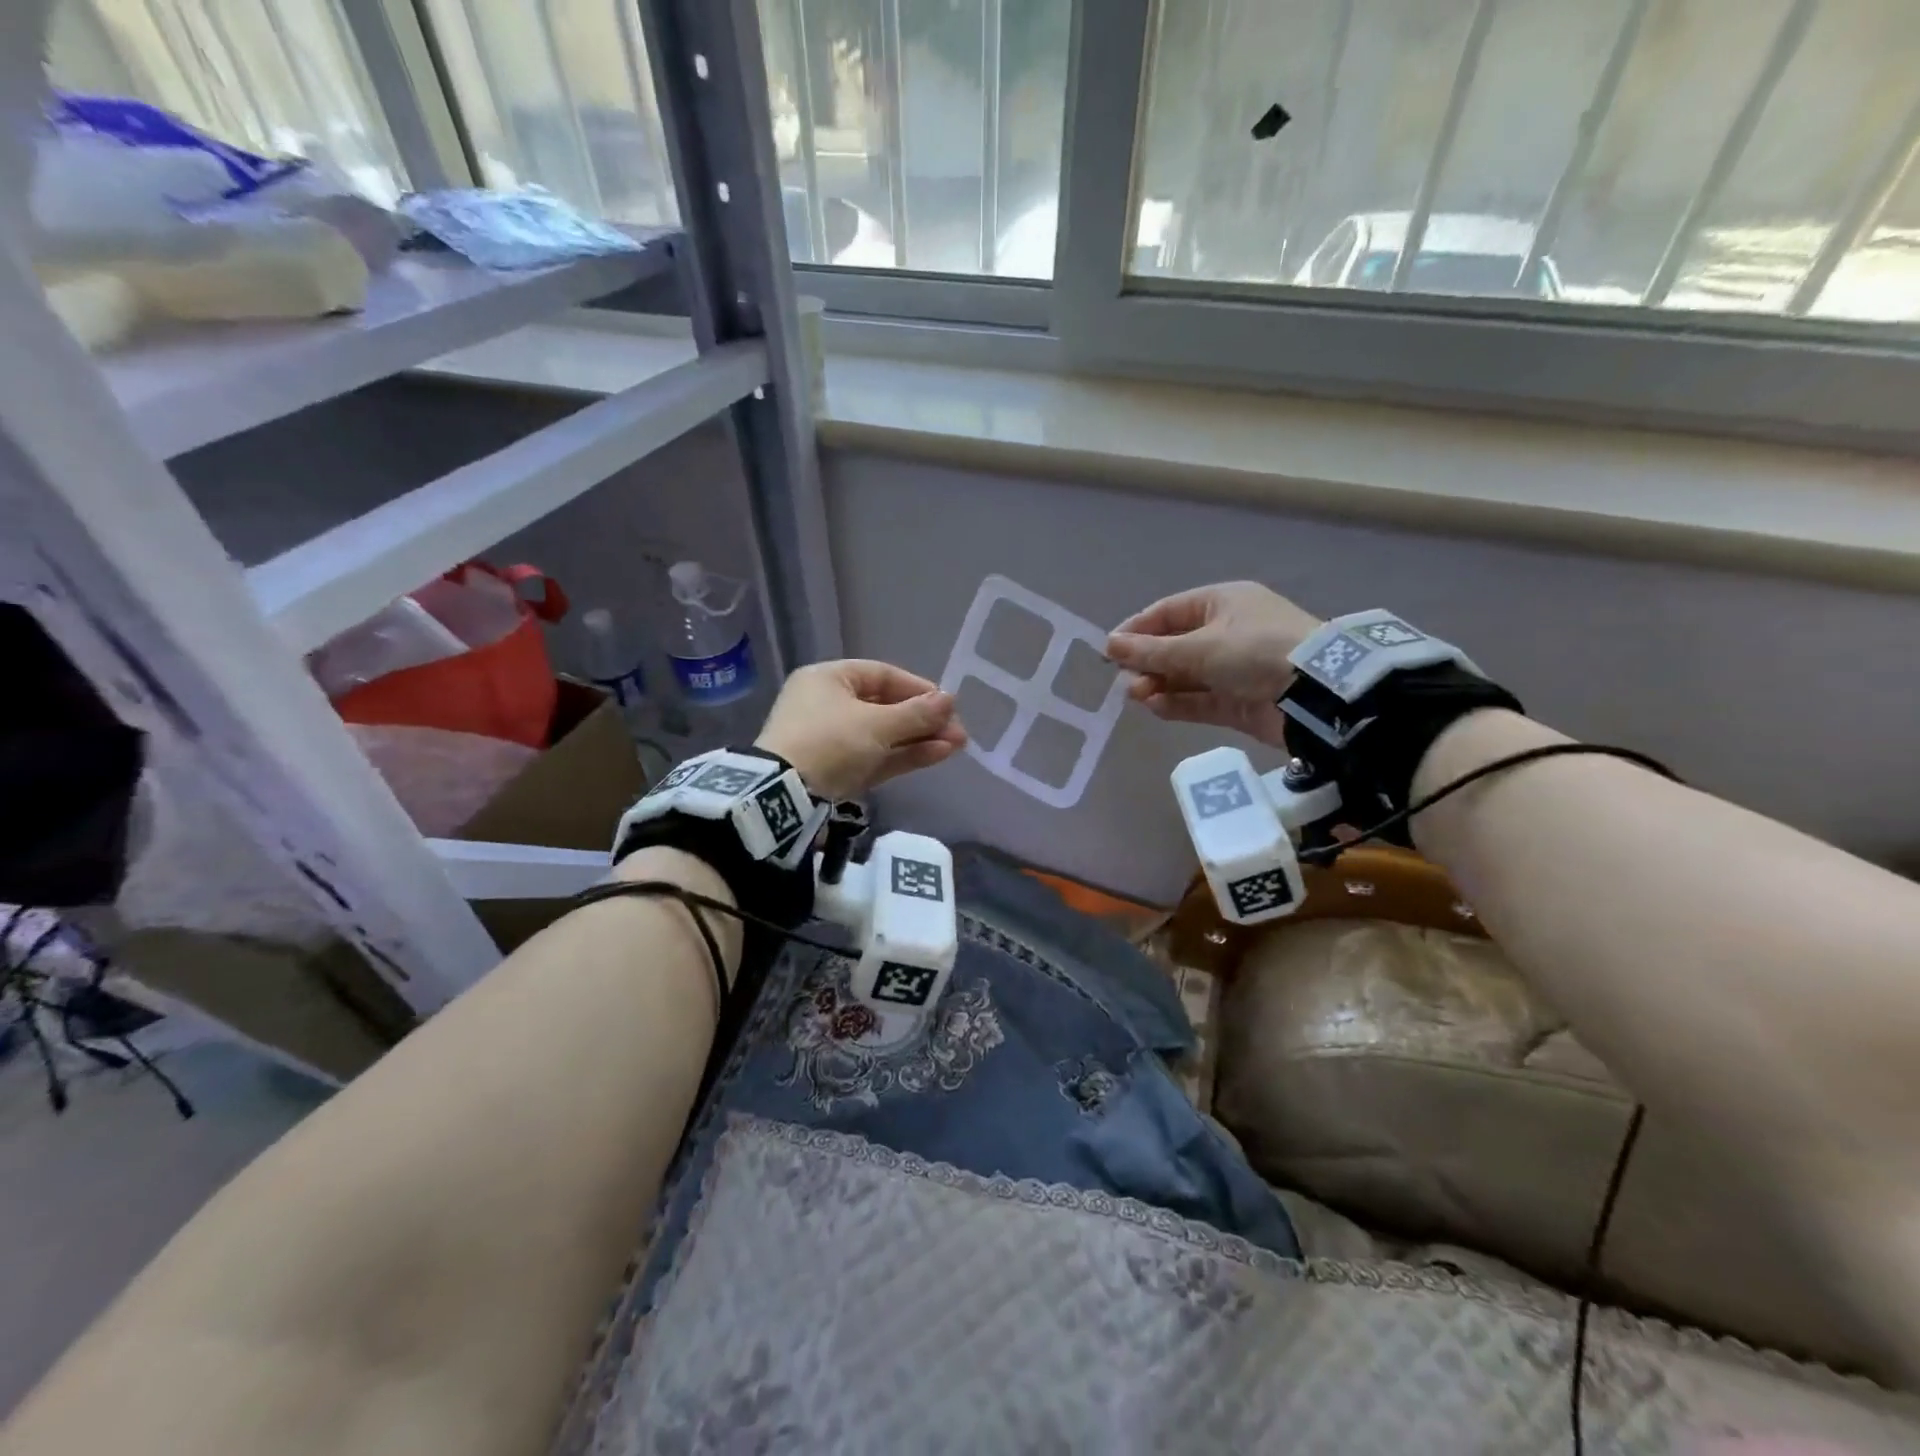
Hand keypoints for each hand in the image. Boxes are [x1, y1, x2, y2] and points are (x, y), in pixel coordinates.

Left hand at [755, 659, 967, 800]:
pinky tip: (938, 755)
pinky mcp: (837, 772)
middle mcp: (827, 705)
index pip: (881, 675)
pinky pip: (876, 757)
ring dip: (920, 739)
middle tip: (957, 731)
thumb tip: (950, 700)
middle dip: (924, 719)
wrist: (783, 796)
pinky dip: (904, 756)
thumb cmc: (830, 743)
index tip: (946, 703)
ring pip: (883, 736)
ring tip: (957, 745)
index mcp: (828, 679)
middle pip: (885, 707)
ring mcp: (831, 741)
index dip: (917, 688)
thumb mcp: (877, 725)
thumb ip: (917, 713)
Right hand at [1106, 582, 1322, 747]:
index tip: (1110, 650)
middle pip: (1174, 646)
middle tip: (1127, 681)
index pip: (1168, 612)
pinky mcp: (1239, 701)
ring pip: (1185, 676)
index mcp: (1222, 603)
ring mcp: (1235, 668)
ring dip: (1159, 685)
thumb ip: (1151, 651)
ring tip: (1138, 697)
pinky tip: (1156, 708)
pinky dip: (1178, 703)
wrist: (1316, 694)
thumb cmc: (1256, 652)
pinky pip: (1199, 699)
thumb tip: (1109, 644)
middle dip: (1147, 663)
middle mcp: (1228, 632)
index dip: (1137, 629)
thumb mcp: (1200, 647)